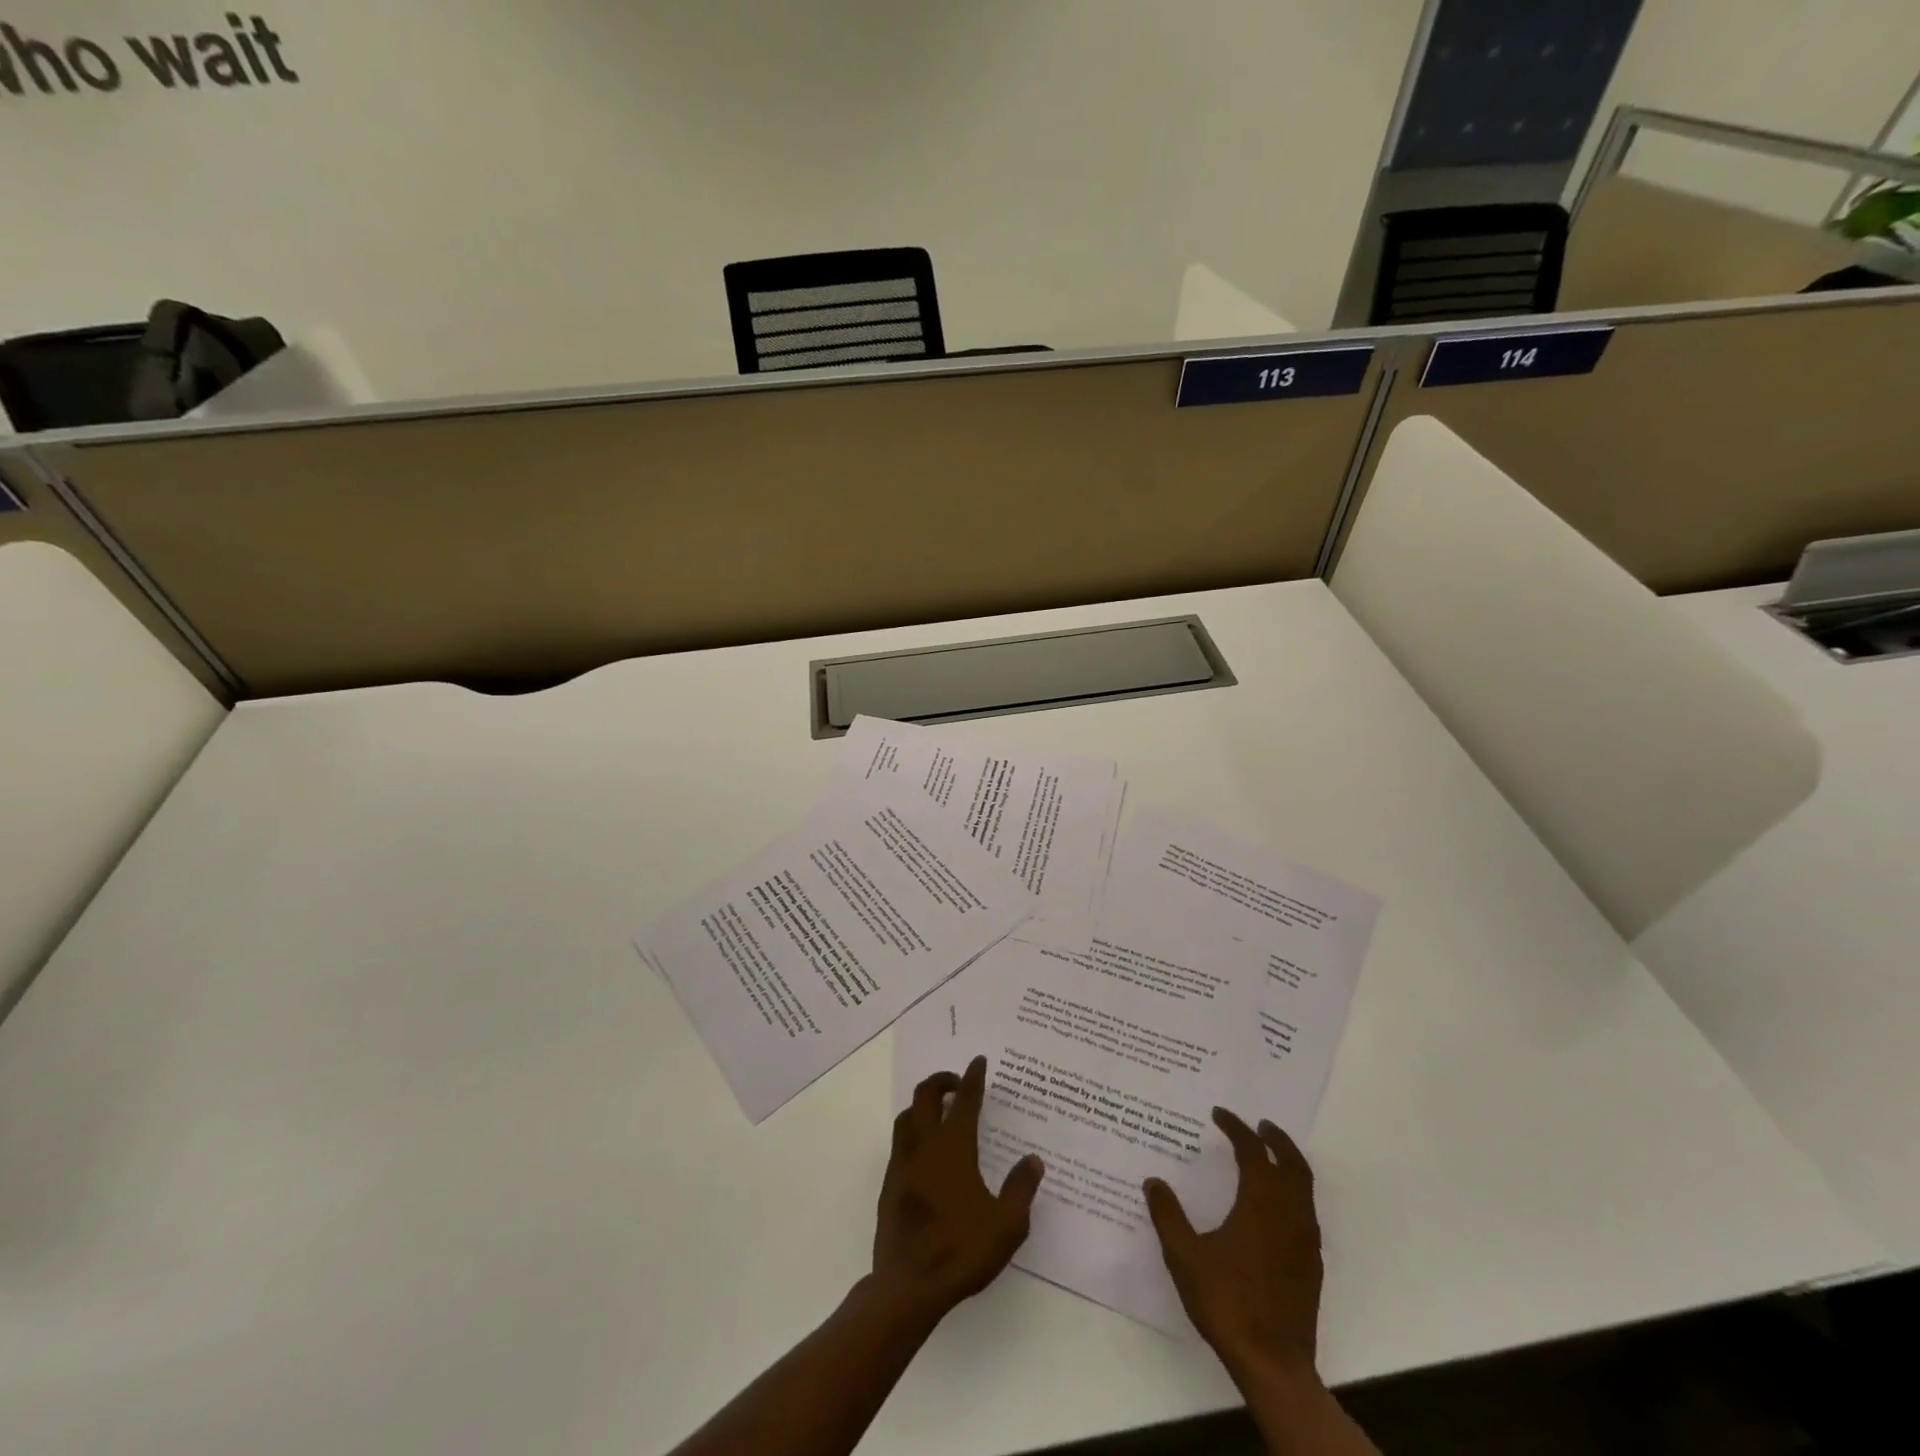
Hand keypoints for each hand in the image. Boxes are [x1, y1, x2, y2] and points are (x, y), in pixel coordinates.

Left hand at [872, 1056, 1043, 1323]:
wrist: (908, 1286)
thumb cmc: (961, 1251)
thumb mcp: (1006, 1225)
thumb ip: (1021, 1189)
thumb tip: (1032, 1160)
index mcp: (953, 1148)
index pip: (965, 1100)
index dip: (973, 1077)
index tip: (978, 1062)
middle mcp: (924, 1145)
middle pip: (925, 1095)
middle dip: (941, 1081)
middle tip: (957, 1083)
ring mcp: (902, 1163)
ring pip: (906, 1115)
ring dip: (922, 1104)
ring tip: (939, 1111)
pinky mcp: (889, 1184)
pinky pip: (899, 1142)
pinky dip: (913, 1131)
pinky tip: (925, 1151)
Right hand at [1144, 1108, 1322, 1378]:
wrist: (1273, 1364)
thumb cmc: (1227, 1302)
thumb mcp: (1185, 1256)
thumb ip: (1168, 1215)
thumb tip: (1153, 1182)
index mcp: (1261, 1203)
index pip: (1253, 1151)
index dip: (1236, 1128)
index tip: (1220, 1113)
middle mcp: (1290, 1213)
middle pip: (1292, 1163)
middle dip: (1276, 1139)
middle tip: (1259, 1124)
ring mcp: (1306, 1240)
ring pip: (1304, 1187)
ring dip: (1289, 1164)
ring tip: (1269, 1156)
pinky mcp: (1312, 1264)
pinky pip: (1307, 1212)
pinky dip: (1294, 1192)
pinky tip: (1275, 1206)